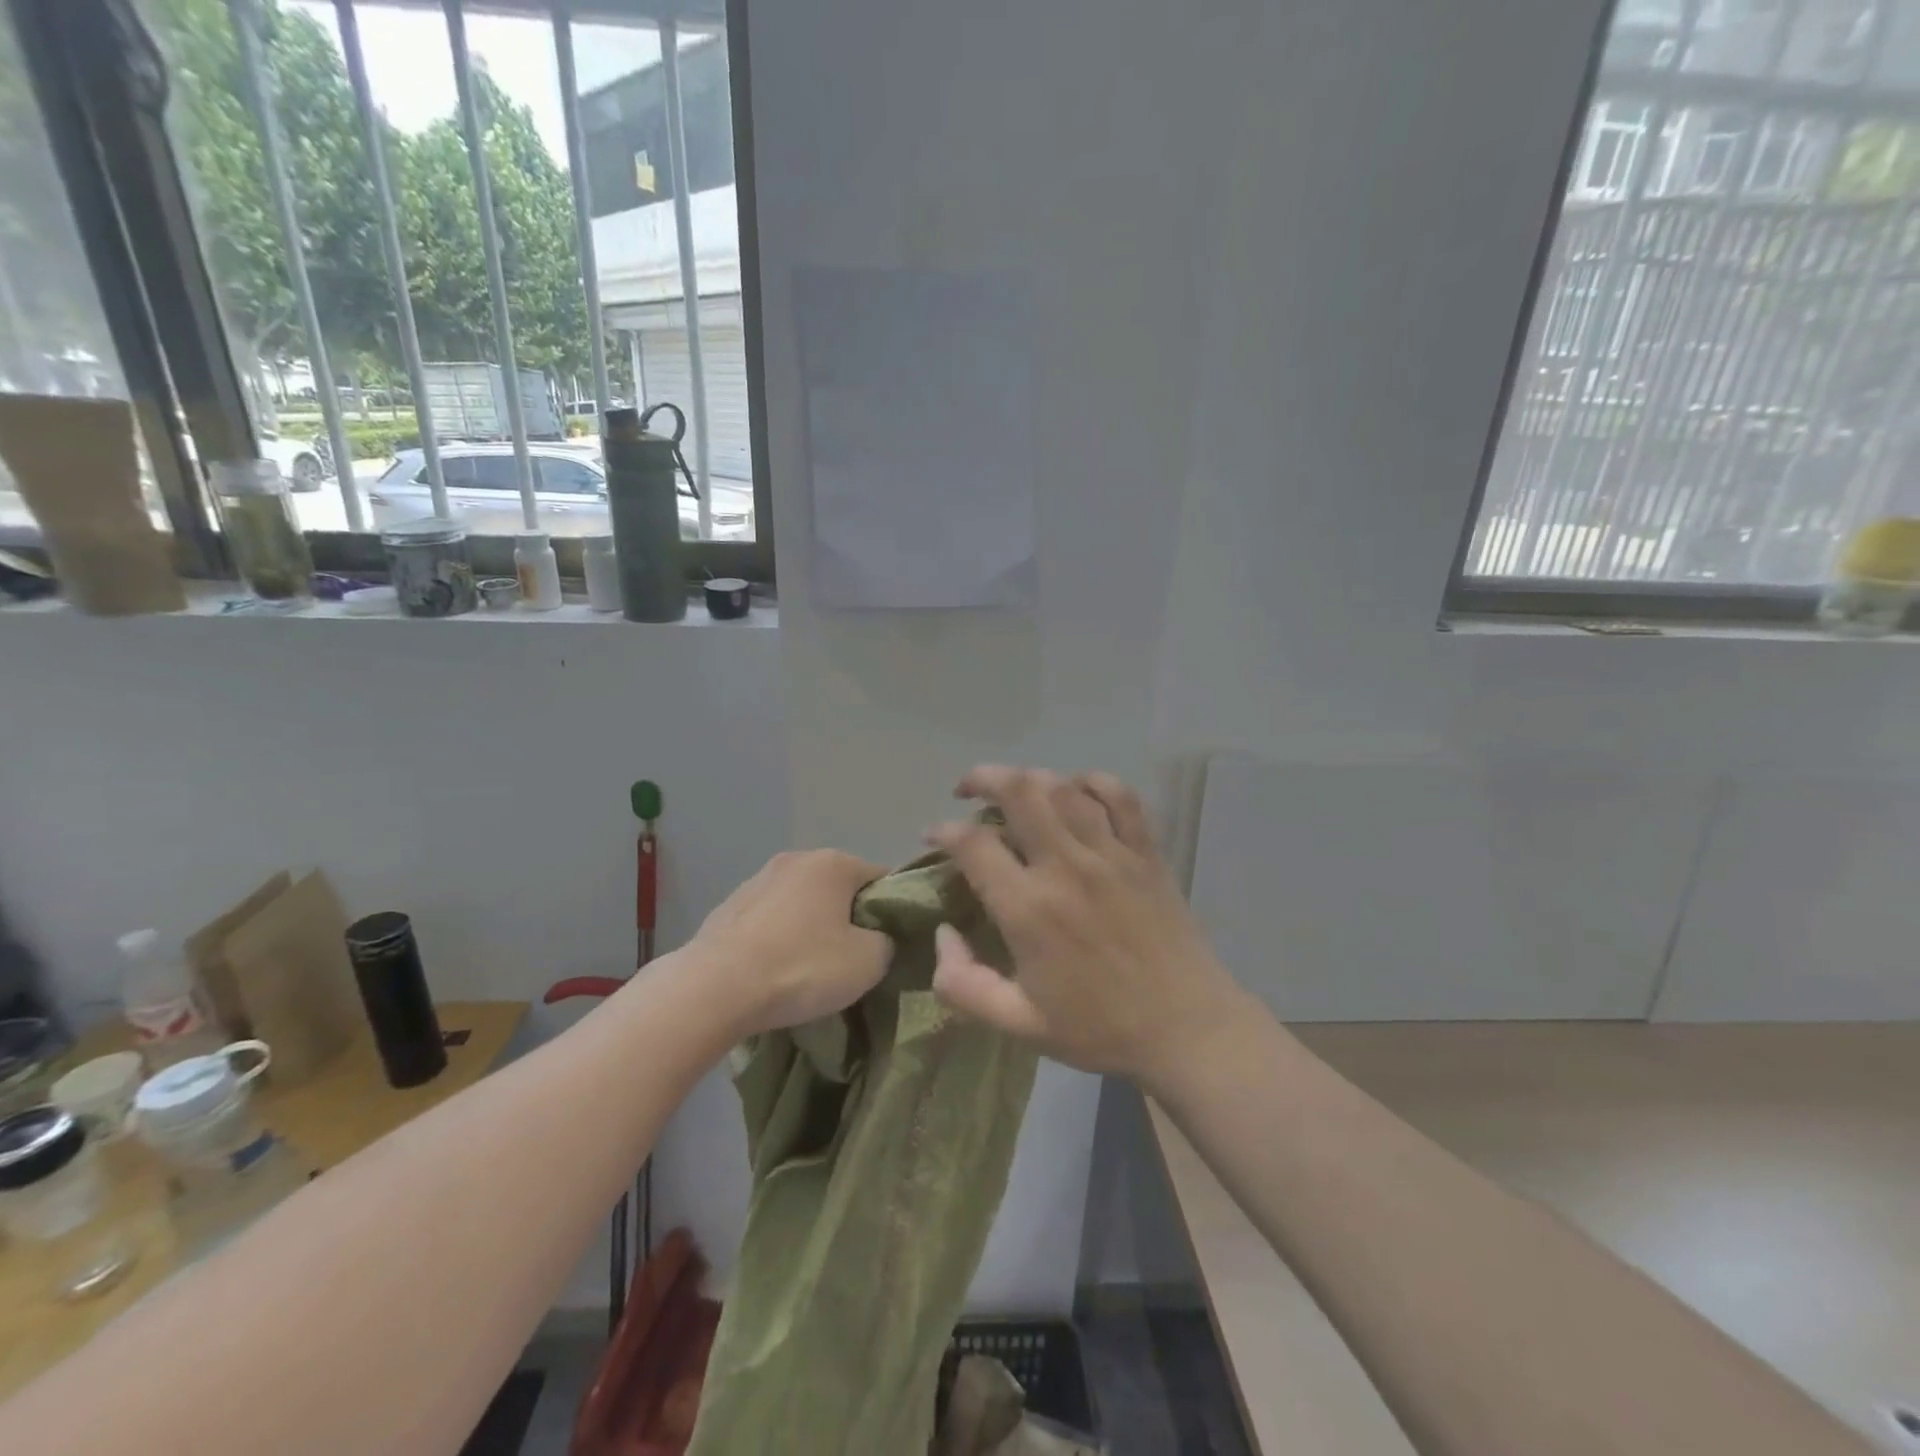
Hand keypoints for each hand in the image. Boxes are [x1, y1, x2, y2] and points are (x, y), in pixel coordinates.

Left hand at [692, 850, 892, 1034]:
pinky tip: (774, 972)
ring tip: (808, 971)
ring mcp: (757, 881)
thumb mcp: (869, 962)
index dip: (891, 911)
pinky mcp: (728, 908)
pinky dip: (778, 939)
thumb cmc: (802, 967)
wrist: (715, 989)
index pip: (880, 878)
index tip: (888, 944)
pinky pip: (769, 921)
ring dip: (810, 929)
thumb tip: (878, 940)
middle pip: (839, 889)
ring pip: (801, 904)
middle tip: (851, 960)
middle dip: (848, 919)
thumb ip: (886, 942)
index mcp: (833, 863)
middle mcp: (796, 860)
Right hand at [926, 766, 1244, 1088]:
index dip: (943, 831)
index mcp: (1029, 910)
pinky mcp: (1145, 852)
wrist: (1186, 1029)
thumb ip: (962, 985)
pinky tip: (1076, 790)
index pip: (973, 844)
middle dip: (983, 779)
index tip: (934, 836)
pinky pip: (1120, 796)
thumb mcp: (1018, 1025)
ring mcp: (1111, 854)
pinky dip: (1092, 782)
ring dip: (1029, 777)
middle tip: (967, 790)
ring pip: (1063, 788)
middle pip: (1019, 793)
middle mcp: (1066, 868)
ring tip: (1013, 788)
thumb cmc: (1099, 1028)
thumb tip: (942, 933)